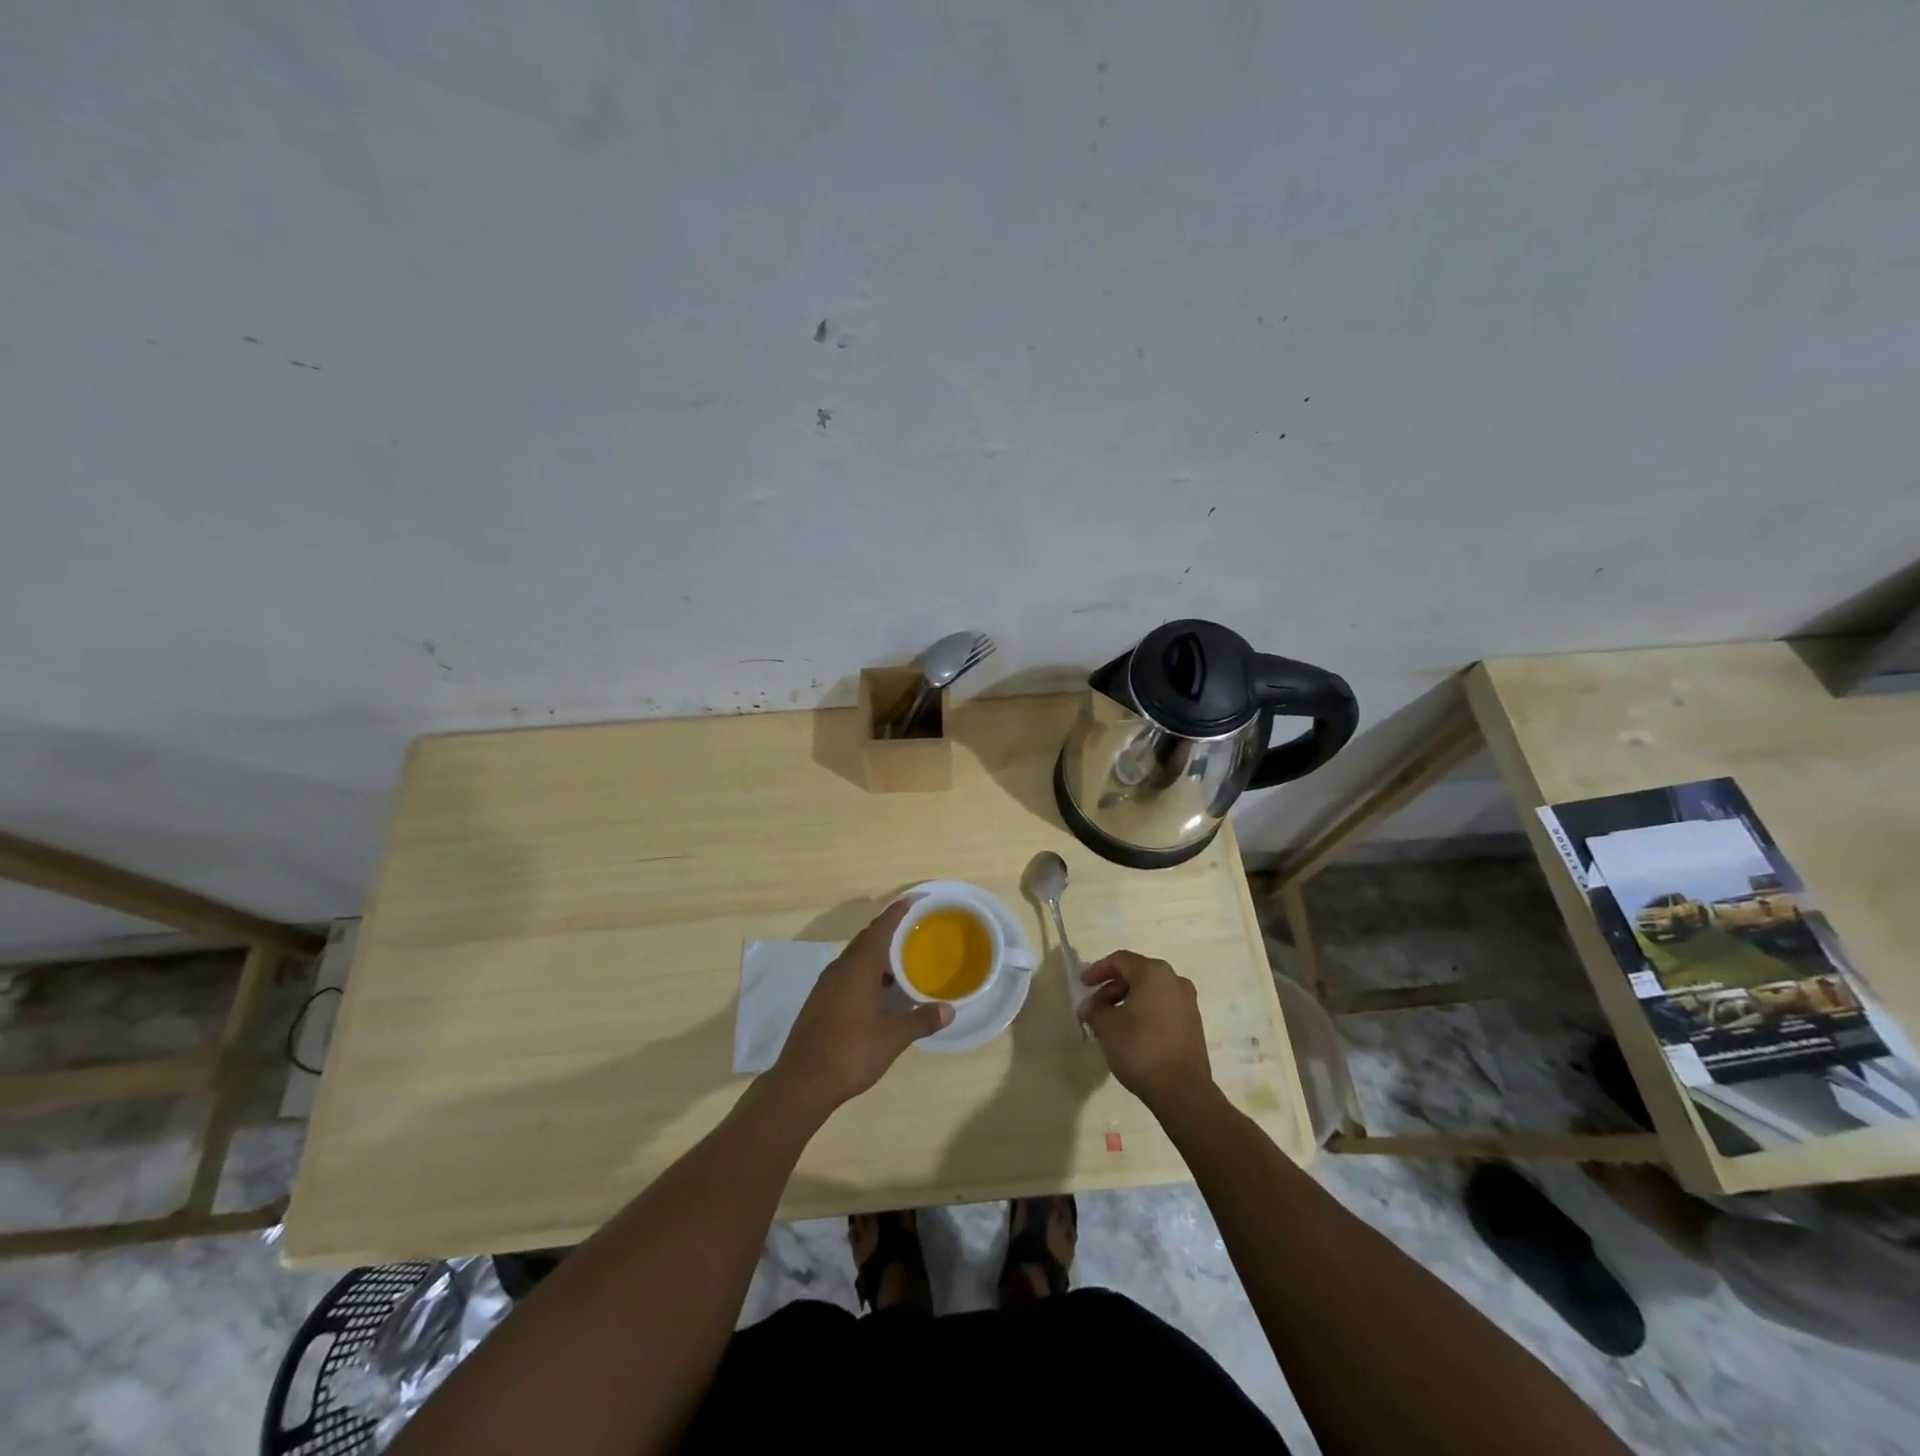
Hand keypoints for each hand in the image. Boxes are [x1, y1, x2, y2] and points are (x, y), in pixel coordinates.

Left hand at [772, 901, 951, 1110]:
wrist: (802, 1082)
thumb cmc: (852, 1051)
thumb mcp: (893, 1037)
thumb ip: (921, 1020)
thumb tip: (949, 1010)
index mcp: (859, 967)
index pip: (880, 929)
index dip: (896, 913)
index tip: (911, 901)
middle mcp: (840, 969)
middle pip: (865, 940)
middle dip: (887, 933)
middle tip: (911, 932)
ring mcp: (825, 986)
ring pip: (854, 959)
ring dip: (875, 957)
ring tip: (899, 965)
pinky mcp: (818, 1002)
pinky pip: (845, 975)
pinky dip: (864, 974)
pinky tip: (877, 994)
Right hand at [1079, 951, 1214, 1110]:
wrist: (1182, 1090)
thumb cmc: (1140, 1048)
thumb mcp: (1107, 1026)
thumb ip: (1094, 1009)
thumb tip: (1088, 1007)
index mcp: (1153, 973)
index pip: (1120, 960)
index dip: (1097, 970)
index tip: (1082, 985)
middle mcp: (1174, 980)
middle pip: (1136, 974)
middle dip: (1111, 989)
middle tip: (1094, 1007)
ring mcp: (1187, 1002)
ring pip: (1150, 992)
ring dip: (1127, 1001)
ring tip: (1109, 1023)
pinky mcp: (1193, 1023)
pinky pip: (1162, 1007)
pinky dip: (1144, 1012)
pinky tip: (1130, 1032)